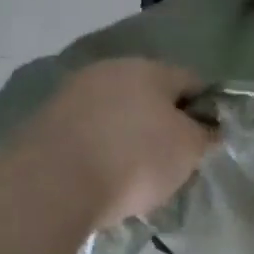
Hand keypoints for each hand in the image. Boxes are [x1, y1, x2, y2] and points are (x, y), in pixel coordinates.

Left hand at [21, 59, 215, 227]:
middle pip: (150, 94)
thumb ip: (205, 135)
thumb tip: (208, 128)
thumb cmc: (135, 159)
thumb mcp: (189, 150)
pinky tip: (104, 174)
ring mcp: (73, 93)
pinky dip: (101, 147)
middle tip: (173, 158)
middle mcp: (110, 70)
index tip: (208, 140)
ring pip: (116, 111)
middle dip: (164, 121)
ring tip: (137, 172)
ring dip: (129, 133)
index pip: (192, 81)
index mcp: (150, 68)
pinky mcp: (45, 120)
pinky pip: (88, 130)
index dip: (206, 109)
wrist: (52, 185)